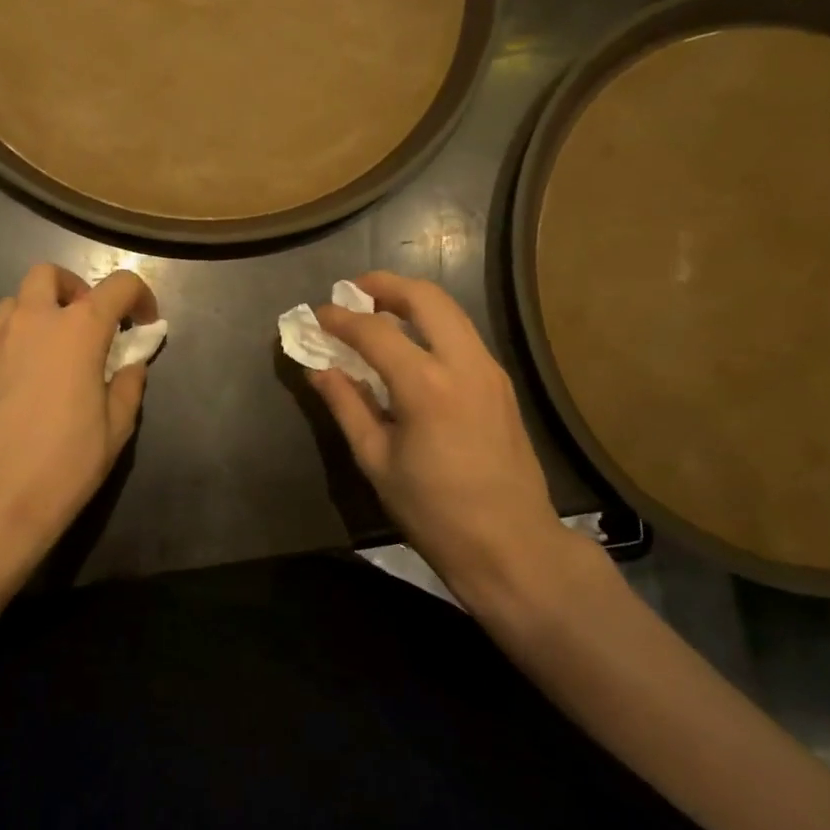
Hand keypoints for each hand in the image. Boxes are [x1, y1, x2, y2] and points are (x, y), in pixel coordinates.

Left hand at [0, 263, 157, 570]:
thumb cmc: (63, 464)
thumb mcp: (115, 429)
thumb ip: (128, 385)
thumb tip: (132, 364)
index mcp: (78, 330)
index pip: (117, 285)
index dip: (139, 296)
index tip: (145, 324)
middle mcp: (34, 321)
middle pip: (50, 275)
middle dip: (76, 289)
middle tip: (92, 326)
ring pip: (17, 300)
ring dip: (43, 311)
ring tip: (58, 350)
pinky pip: (0, 334)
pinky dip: (20, 339)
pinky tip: (30, 379)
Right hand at [308, 272, 591, 603]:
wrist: (511, 544)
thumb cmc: (434, 510)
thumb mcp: (376, 460)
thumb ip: (346, 406)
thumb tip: (319, 369)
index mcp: (425, 385)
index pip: (375, 331)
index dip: (341, 319)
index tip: (317, 314)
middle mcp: (463, 363)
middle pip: (426, 298)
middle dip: (386, 285)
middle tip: (355, 291)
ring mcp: (490, 371)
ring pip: (451, 312)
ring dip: (413, 302)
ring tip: (379, 312)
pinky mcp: (501, 384)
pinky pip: (463, 336)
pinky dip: (433, 325)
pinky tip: (412, 346)